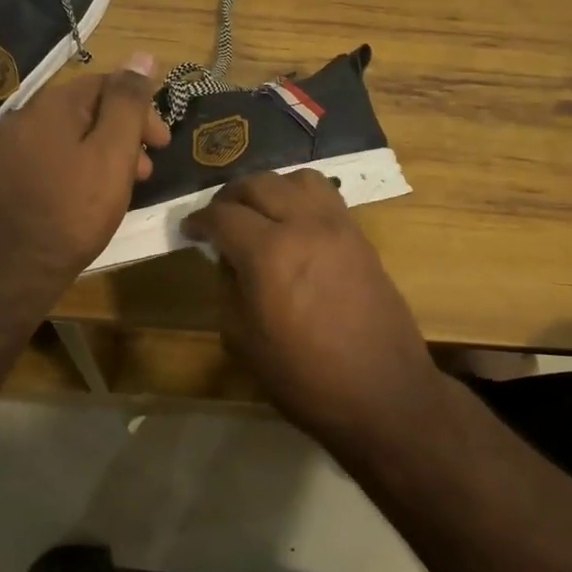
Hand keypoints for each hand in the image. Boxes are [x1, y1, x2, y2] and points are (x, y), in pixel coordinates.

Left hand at [0, 53, 170, 293]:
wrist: (12, 270)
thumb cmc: (73, 210)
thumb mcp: (112, 153)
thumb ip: (128, 103)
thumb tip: (143, 55)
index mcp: (52, 105)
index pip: (106, 84)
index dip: (141, 109)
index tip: (163, 143)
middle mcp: (25, 118)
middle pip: (87, 111)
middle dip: (124, 134)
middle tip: (148, 169)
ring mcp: (10, 150)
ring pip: (70, 138)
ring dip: (104, 153)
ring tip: (124, 187)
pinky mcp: (4, 179)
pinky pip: (51, 160)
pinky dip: (79, 169)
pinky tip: (89, 197)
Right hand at [183, 169, 440, 442]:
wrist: (382, 393)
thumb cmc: (304, 377)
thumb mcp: (243, 339)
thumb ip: (228, 287)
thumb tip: (228, 258)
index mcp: (268, 252)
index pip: (222, 215)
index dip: (198, 220)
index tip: (189, 231)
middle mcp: (303, 225)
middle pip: (258, 184)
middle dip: (229, 197)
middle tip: (218, 218)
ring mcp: (337, 226)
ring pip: (296, 179)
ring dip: (270, 188)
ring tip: (259, 213)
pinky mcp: (360, 236)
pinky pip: (326, 196)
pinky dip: (301, 197)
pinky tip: (294, 223)